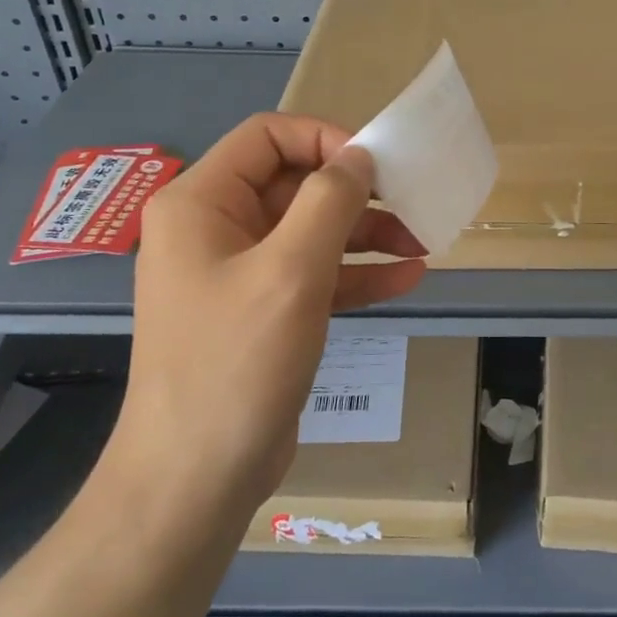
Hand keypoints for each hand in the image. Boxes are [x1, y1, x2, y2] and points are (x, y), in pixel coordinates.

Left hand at [107, 114, 426, 512]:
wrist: (195, 480)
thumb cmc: (236, 361)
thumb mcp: (291, 270)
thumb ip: (330, 201)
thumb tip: (359, 157)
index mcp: (201, 203)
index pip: (268, 137)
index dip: (325, 139)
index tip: (375, 167)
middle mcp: (214, 228)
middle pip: (295, 184)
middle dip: (356, 195)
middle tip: (411, 205)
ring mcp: (237, 273)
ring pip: (310, 231)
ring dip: (365, 235)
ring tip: (422, 244)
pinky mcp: (261, 312)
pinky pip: (313, 275)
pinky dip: (355, 273)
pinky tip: (406, 278)